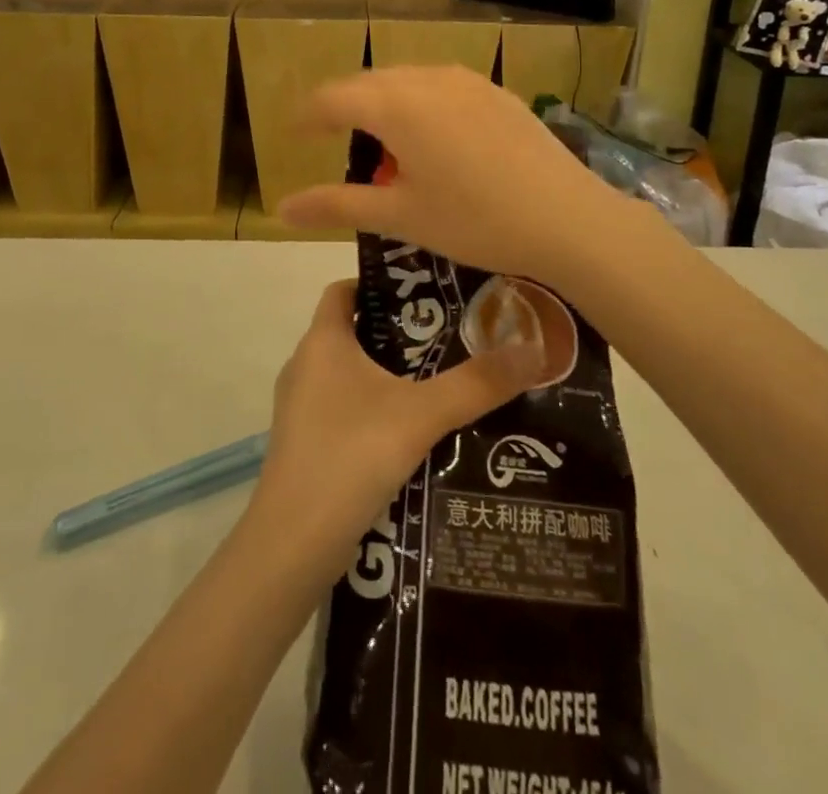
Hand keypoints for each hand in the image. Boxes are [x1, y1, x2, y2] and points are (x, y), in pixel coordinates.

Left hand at [251, 280, 542, 567]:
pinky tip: (413, 435)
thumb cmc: (350, 455)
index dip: (380, 284)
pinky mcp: (305, 445)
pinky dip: (375, 411)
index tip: (425, 293)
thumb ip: (476, 384)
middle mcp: (305, 365)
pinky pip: (344, 410)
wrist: (292, 544)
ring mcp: (300, 408)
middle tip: (450, 338)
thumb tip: (534, 350)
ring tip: (441, 384)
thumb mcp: (421, 415)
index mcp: (322, 341)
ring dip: (389, 376)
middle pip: (353, 331)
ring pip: (350, 375)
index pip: (344, 289)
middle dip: (399, 334)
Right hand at [278, 66, 627, 293]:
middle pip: (368, 84)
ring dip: (385, 104)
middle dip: (346, 109)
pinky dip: (421, 104)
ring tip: (388, 145)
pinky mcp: (495, 91)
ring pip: (406, 80)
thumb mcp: (400, 217)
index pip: (332, 98)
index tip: (296, 134)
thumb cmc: (475, 221)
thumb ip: (336, 206)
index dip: (308, 116)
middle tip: (339, 145)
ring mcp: (466, 81)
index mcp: (396, 106)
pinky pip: (441, 85)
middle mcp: (426, 80)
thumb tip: (282, 209)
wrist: (568, 219)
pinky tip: (436, 139)